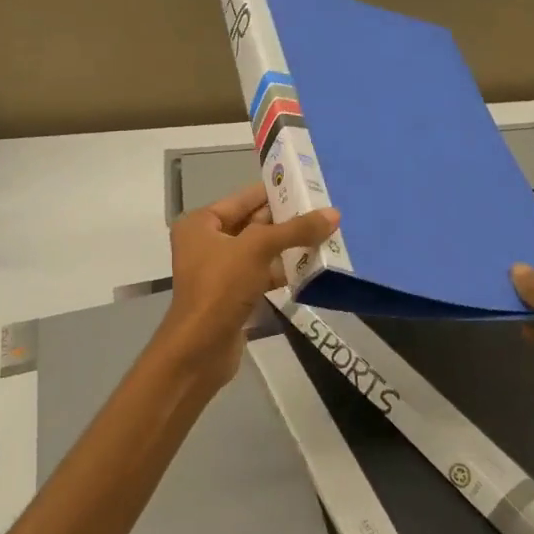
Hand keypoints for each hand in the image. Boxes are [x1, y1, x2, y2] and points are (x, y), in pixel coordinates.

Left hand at [159, 184, 339, 388]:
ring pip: (259, 250)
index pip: (243, 198)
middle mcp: (206, 242)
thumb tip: (334, 214)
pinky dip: (283, 270)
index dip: (274, 191)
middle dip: (286, 220)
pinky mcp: (232, 295)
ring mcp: (219, 271)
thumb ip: (295, 230)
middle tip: (324, 211)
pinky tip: (312, 266)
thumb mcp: (257, 249)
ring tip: (326, 235)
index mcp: (201, 223)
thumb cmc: (221, 287)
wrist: (200, 349)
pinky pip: (261, 274)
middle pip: (252, 223)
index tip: (307, 184)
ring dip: (288, 246)